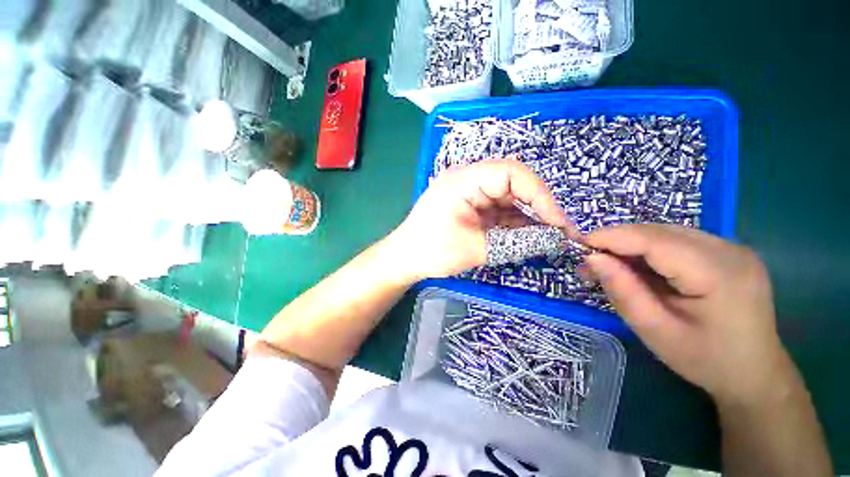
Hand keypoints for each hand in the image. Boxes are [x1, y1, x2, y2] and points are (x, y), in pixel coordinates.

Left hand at [389, 159, 571, 280]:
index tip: (557, 222)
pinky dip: (513, 223)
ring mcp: (469, 193)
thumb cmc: (433, 251)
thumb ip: (517, 242)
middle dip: (536, 207)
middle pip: (513, 184)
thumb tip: (554, 239)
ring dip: (527, 217)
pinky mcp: (470, 206)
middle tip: (557, 232)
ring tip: (546, 237)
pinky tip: (527, 236)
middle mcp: (468, 179)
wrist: (405, 258)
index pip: (512, 173)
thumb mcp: (477, 248)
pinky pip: (498, 209)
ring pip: (508, 198)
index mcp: (465, 179)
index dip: (540, 194)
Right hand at [584, 224, 788, 405]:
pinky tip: (638, 266)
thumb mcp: (655, 331)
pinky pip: (677, 240)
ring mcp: (732, 247)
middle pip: (660, 232)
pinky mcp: (727, 252)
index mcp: (719, 274)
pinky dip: (648, 249)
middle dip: (618, 240)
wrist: (754, 373)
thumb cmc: (705, 360)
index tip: (578, 243)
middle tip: (590, 260)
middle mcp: (730, 250)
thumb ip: (623, 291)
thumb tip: (592, 258)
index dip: (612, 237)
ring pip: (666, 232)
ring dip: (631, 244)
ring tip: (609, 264)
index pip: (655, 240)